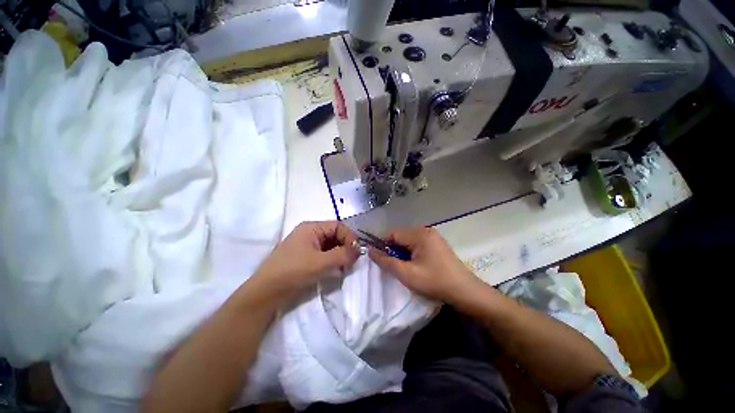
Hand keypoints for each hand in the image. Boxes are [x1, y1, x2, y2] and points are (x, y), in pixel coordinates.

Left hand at [251, 221, 359, 298]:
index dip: (349, 237)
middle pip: (334, 235)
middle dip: (345, 247)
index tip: (357, 252)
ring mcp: (307, 245)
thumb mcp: (321, 262)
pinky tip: (335, 270)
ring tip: (344, 267)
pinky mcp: (305, 257)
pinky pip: (324, 254)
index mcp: (312, 228)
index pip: (338, 226)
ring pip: (330, 246)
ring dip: (339, 255)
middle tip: (351, 261)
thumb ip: (342, 255)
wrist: (266, 292)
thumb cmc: (293, 271)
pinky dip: (332, 261)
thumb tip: (359, 250)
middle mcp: (310, 233)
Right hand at [368, 227, 477, 303]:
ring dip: (401, 251)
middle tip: (391, 265)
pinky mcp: (436, 244)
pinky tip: (414, 265)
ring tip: (403, 267)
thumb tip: (370, 250)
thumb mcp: (407, 274)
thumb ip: (386, 261)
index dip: (382, 243)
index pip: (392, 233)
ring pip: (407, 240)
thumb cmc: (435, 282)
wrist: (465, 292)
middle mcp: (425, 230)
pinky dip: (410, 252)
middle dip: (392, 249)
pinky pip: (416, 244)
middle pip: (400, 235)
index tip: (377, 258)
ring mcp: (432, 236)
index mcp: (419, 234)